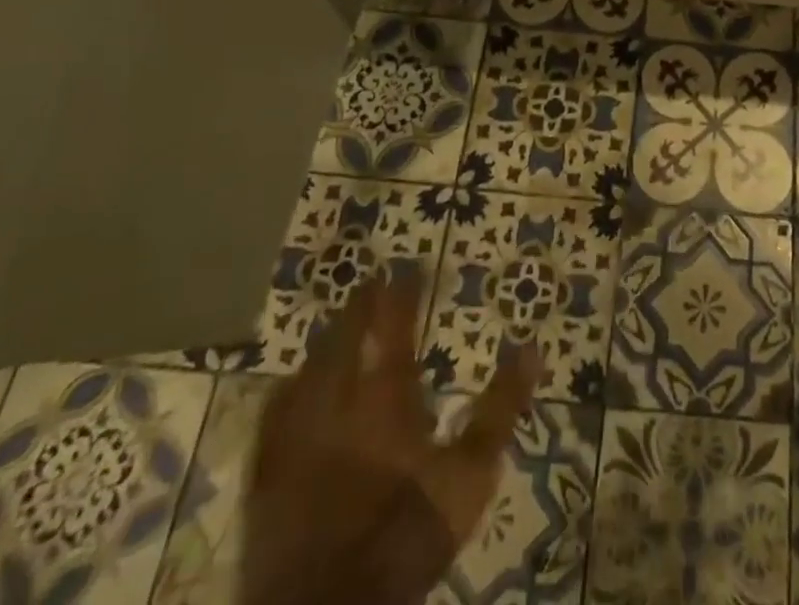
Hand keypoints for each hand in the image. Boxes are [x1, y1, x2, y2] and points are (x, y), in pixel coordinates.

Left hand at [242, 274, 539, 604]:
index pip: (394, 328)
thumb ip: (500, 408)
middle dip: (359, 308)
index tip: (409, 264)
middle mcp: (339, 404)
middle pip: (345, 340)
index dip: (402, 293)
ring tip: (336, 327)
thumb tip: (531, 346)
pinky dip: (288, 390)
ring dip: (326, 342)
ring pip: (309, 370)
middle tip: (369, 284)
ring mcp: (297, 438)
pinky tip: (289, 387)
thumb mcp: (470, 474)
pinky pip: (274, 414)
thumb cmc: (406, 533)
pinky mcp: (267, 475)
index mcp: (387, 398)